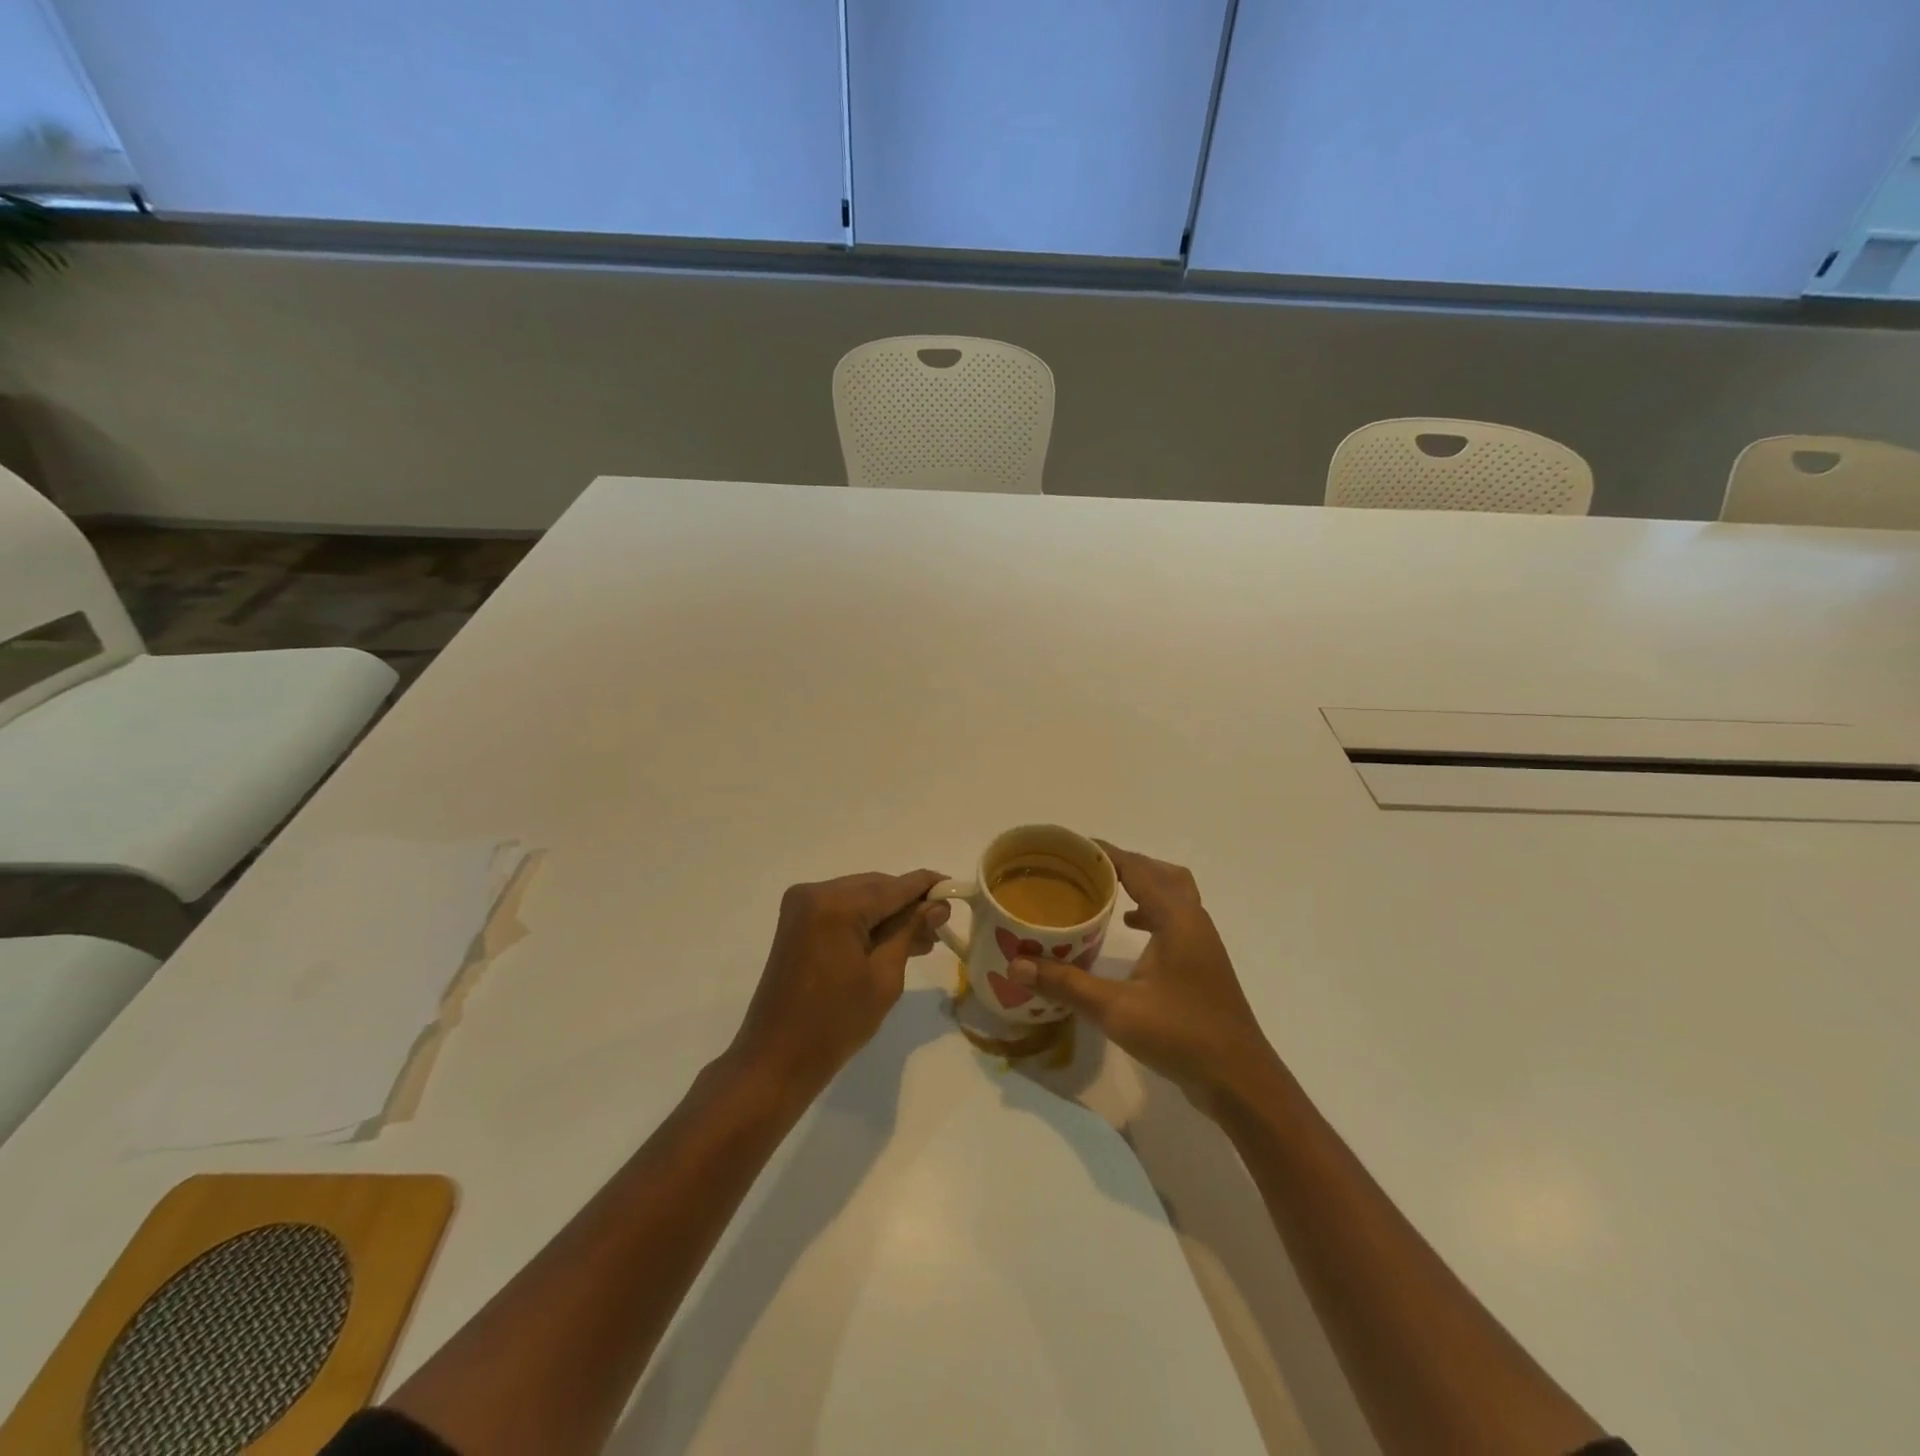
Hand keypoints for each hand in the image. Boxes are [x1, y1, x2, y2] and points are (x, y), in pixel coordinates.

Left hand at [725, 870, 949, 1101]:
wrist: (776, 1058)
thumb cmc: (836, 1023)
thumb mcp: (884, 977)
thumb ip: (910, 931)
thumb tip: (937, 905)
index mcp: (836, 905)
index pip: (894, 886)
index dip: (927, 886)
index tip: (956, 888)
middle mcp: (815, 892)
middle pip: (876, 887)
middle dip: (909, 904)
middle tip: (941, 925)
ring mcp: (802, 905)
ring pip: (860, 896)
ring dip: (889, 914)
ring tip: (923, 939)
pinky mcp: (797, 921)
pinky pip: (842, 909)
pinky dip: (867, 921)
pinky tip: (892, 940)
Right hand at [1010, 842, 1277, 1114]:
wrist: (1239, 1079)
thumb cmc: (1181, 1035)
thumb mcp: (1116, 1010)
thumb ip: (1066, 985)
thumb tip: (1016, 965)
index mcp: (1177, 919)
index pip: (1138, 869)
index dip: (1106, 853)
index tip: (1071, 846)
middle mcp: (1193, 921)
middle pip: (1160, 873)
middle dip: (1125, 864)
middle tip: (1087, 868)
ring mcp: (1202, 943)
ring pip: (1173, 895)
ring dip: (1142, 886)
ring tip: (1104, 892)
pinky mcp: (1202, 963)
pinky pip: (1175, 919)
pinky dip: (1151, 913)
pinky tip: (1131, 930)